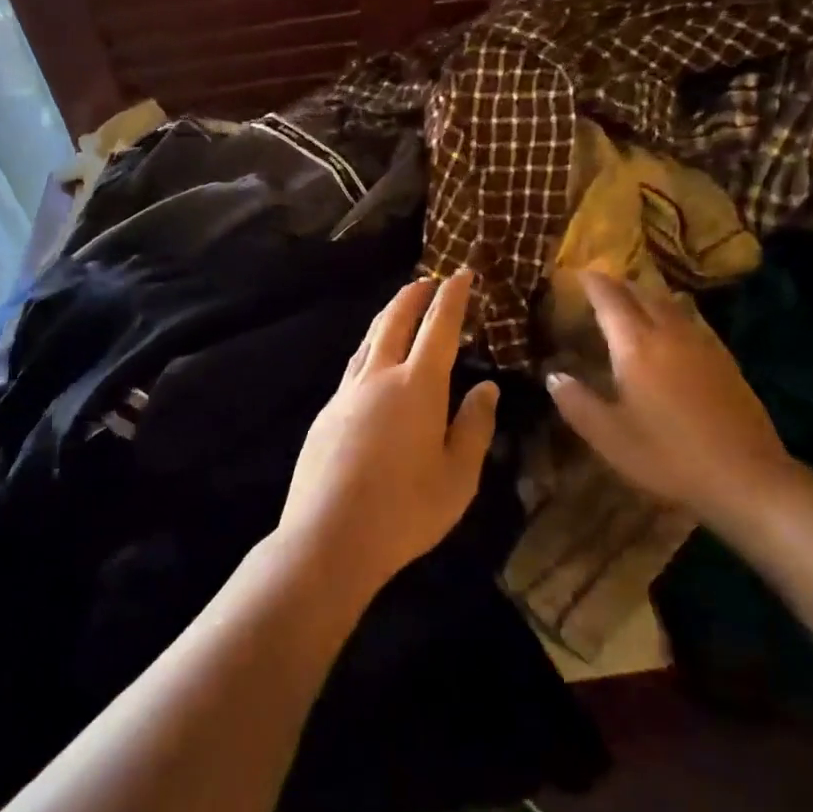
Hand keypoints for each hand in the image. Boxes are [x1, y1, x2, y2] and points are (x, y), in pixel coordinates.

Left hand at [278, 270, 499, 598]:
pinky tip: (372, 363)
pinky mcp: (325, 413)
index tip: (461, 273)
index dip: (452, 297)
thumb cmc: (405, 511)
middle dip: (413, 295)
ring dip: (387, 317)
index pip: (439, 327)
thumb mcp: (458, 476)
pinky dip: (369, 350)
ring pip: (368, 340)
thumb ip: (474, 427)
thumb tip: (486, 388)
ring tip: (400, 309)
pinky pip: (353, 367)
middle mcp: (379, 377)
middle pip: (395, 321)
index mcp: (418, 387)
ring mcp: (347, 393)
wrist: (328, 538)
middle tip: (428, 280)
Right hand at [545, 271, 802, 533]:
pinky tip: (671, 330)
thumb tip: (553, 375)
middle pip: (642, 293)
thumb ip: (577, 402)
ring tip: (631, 300)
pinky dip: (672, 312)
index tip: (577, 272)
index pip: (610, 299)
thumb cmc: (668, 456)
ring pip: (670, 303)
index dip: (592, 282)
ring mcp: (702, 344)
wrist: (746, 476)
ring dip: (646, 295)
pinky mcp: (725, 359)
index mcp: (636, 347)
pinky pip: (691, 320)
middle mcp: (669, 334)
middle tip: (600, 284)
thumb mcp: (609, 437)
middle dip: (619, 284)